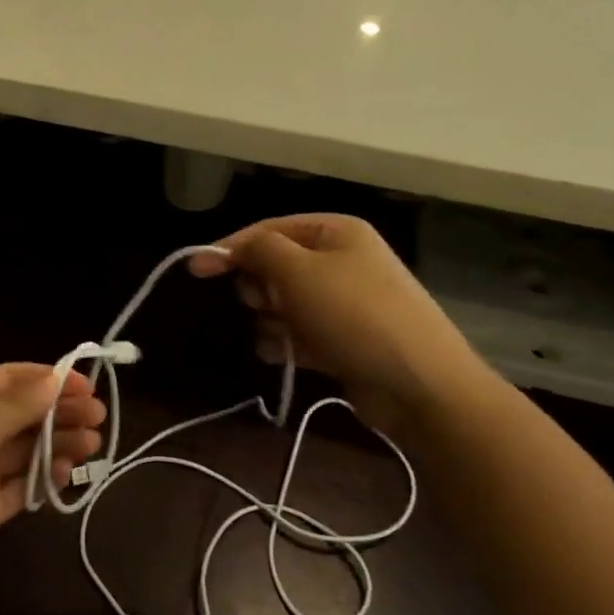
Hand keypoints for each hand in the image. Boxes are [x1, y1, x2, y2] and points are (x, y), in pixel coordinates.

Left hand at [0, 364, 104, 608]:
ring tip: (93, 445)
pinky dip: (45, 476)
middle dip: (60, 412)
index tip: (88, 385)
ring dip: (59, 443)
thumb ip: (12, 409)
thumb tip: (56, 379)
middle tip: (99, 418)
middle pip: (23, 413)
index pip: (10, 379)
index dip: (49, 379)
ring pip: (27, 447)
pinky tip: (68, 472)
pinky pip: (21, 483)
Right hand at [188, 214, 488, 425]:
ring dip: (271, 319)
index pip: (270, 229)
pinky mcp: (343, 339)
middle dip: (260, 287)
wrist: (418, 384)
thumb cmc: (354, 315)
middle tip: (261, 303)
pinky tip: (283, 354)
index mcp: (336, 233)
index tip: (195, 269)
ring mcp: (345, 303)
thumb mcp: (298, 272)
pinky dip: (286, 342)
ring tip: (279, 336)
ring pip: (285, 303)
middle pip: (277, 266)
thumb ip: (259, 251)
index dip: (231, 246)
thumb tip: (233, 247)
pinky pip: (300, 332)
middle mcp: (341, 261)